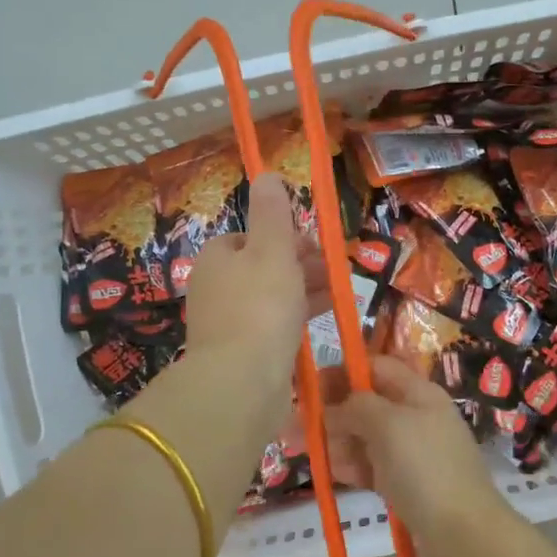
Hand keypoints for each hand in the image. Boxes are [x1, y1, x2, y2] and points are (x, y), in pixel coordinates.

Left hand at [181, 173, 321, 432]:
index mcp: (217, 258)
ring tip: (340, 291)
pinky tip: (324, 320)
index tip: (313, 243)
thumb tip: (267, 174)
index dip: (282, 235)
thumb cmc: (259, 306)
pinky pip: (274, 326)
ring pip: (271, 297)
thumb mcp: (272, 249)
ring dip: (304, 290)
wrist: (241, 382)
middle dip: (299, 264)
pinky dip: (298, 318)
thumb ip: (273, 213)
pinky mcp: (243, 354)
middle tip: (334, 269)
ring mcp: (227, 324)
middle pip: (262, 267)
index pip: (248, 236)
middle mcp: (216, 288)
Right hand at [324, 355, 513, 556]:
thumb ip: (356, 406)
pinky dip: (351, 466)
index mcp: (418, 392)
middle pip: (366, 404)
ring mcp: (411, 452)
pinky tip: (331, 473)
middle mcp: (415, 416)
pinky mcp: (406, 483)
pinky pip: (372, 466)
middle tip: (294, 428)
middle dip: (331, 412)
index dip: (342, 372)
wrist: (462, 534)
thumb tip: (334, 407)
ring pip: (365, 437)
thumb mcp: (388, 424)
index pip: (376, 367)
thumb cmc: (425, 467)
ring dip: (335, 441)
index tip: (308, 387)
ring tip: (306, 452)